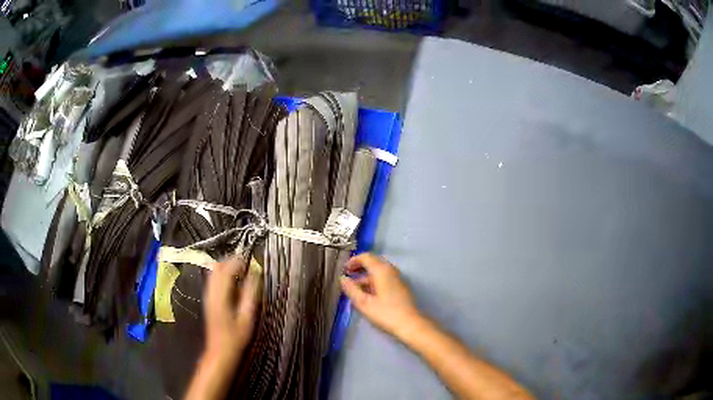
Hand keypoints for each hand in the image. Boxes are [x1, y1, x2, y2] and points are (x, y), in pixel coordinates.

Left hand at [203, 255, 259, 364]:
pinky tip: (233, 282)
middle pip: (217, 267)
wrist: (219, 351)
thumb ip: (250, 295)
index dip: (238, 261)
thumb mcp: (246, 318)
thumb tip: (255, 276)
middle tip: (247, 264)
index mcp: (220, 295)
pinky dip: (223, 275)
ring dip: (226, 267)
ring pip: (213, 272)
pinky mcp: (208, 300)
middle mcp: (211, 292)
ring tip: (242, 271)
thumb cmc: (235, 337)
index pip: (226, 270)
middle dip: (231, 261)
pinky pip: (213, 280)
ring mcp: (207, 295)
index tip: (250, 260)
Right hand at [340, 253, 422, 339]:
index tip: (344, 269)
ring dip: (365, 276)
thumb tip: (342, 278)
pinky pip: (384, 278)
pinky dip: (373, 282)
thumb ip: (351, 289)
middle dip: (359, 268)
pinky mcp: (400, 287)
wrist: (410, 324)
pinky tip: (367, 294)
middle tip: (347, 277)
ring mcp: (397, 278)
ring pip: (378, 272)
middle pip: (373, 263)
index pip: (366, 257)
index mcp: (381, 270)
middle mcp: (390, 270)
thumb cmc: (385, 313)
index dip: (353, 260)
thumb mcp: (364, 303)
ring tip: (354, 289)